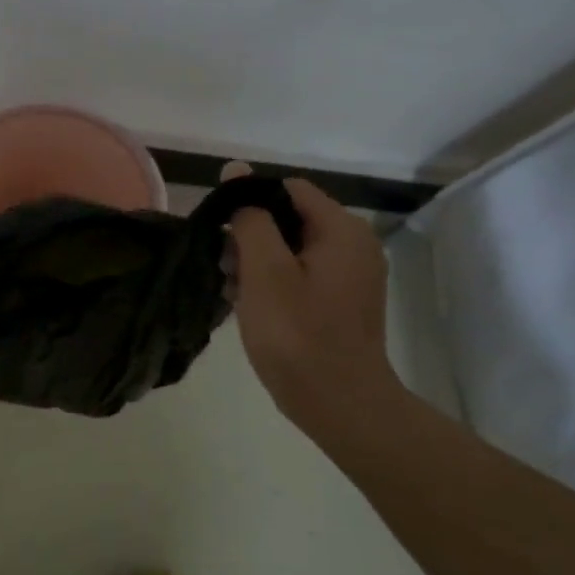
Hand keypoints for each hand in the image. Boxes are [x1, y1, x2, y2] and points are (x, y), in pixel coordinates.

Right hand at [220, 163, 402, 431]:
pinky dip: (273, 282)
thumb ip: (250, 218)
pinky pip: (300, 274)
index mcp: (342, 230)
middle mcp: (354, 246)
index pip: (287, 189)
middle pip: (289, 218)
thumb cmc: (297, 334)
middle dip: (250, 236)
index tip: (220, 232)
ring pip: (291, 248)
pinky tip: (249, 305)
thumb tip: (237, 171)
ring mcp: (350, 276)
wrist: (338, 403)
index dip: (248, 202)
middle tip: (223, 267)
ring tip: (232, 290)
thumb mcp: (264, 271)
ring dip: (257, 262)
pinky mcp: (341, 302)